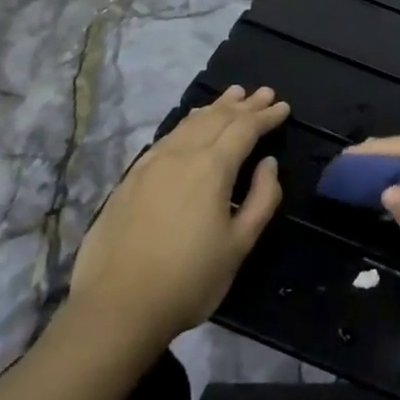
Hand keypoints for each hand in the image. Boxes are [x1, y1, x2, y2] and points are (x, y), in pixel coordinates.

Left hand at [67, 86, 288, 347]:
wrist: (117, 307)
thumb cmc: (189, 280)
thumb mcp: (239, 244)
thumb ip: (262, 199)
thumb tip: (268, 164)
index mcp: (211, 168)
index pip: (244, 128)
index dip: (265, 116)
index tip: (283, 106)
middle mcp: (181, 155)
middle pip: (217, 118)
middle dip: (243, 105)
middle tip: (263, 93)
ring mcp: (151, 164)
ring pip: (188, 124)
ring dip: (214, 108)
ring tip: (231, 96)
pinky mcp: (130, 179)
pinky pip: (167, 137)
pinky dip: (187, 124)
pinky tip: (190, 126)